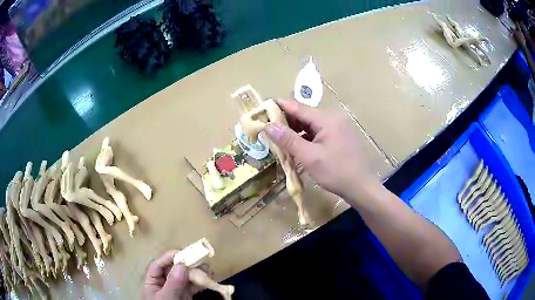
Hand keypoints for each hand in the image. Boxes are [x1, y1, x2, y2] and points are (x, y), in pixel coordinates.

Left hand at [144, 250, 207, 299]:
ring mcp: (176, 288)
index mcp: (153, 280)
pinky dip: (201, 281)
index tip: (185, 255)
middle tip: (201, 263)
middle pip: (174, 268)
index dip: (171, 257)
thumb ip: (172, 283)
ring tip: (207, 271)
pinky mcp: (186, 294)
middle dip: (188, 264)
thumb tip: (182, 265)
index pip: (159, 264)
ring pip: (186, 275)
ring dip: (197, 272)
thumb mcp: (166, 298)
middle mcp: (164, 281)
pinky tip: (208, 279)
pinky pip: (193, 285)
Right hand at [263, 99, 381, 200]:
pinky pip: (318, 134)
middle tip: (267, 128)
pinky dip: (305, 139)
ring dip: (295, 131)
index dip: (279, 106)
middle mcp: (332, 119)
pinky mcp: (339, 139)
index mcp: (326, 119)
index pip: (297, 107)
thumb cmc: (336, 172)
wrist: (362, 188)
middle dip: (285, 121)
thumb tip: (268, 125)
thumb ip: (288, 140)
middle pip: (304, 115)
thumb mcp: (309, 156)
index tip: (262, 109)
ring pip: (310, 126)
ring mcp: (337, 129)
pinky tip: (296, 147)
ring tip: (278, 139)